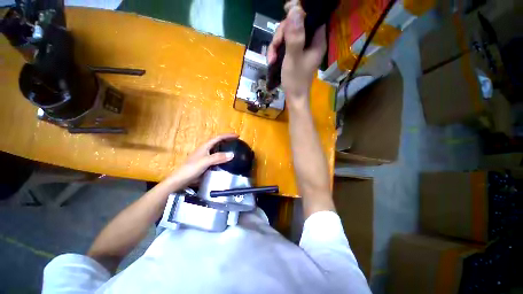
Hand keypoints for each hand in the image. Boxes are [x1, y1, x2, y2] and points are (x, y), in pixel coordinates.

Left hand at [168, 134, 237, 185]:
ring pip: (218, 150)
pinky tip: (227, 162)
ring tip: (234, 151)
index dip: (228, 135)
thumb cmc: (191, 168)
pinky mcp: (206, 164)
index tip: (237, 136)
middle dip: (228, 141)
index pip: (218, 137)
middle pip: (218, 142)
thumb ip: (218, 157)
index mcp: (205, 146)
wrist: (181, 180)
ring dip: (226, 149)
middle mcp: (206, 150)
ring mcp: (206, 157)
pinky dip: (223, 158)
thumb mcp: (205, 162)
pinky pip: (217, 158)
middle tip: (237, 143)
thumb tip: (232, 154)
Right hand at [267, 5, 325, 104]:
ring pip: (287, 35)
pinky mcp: (294, 55)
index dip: (298, 12)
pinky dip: (276, 51)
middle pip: (295, 25)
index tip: (285, 12)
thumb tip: (295, 9)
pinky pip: (284, 45)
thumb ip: (294, 36)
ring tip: (271, 59)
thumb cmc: (295, 81)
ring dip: (276, 45)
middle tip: (274, 47)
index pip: (310, 17)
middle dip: (281, 34)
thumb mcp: (293, 58)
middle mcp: (311, 42)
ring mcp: (302, 49)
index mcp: (316, 40)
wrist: (294, 98)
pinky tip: (271, 60)